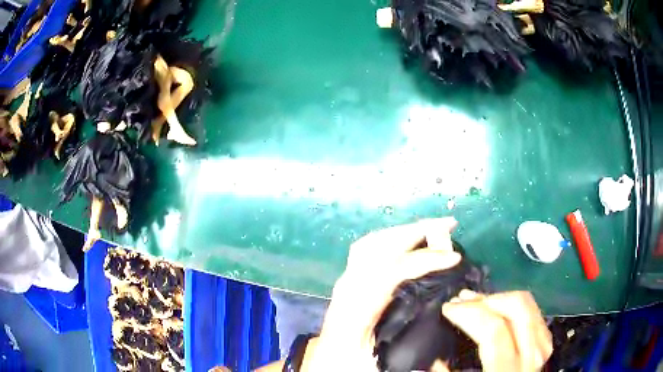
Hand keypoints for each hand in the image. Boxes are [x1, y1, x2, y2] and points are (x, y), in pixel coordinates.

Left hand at [303, 218, 462, 371]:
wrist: (324, 362)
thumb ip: (409, 362)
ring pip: (372, 243)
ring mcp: (346, 280)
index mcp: (355, 309)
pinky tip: (406, 240)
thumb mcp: (377, 365)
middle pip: (379, 246)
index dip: (424, 260)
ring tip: (431, 227)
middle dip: (415, 231)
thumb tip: (445, 358)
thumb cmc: (348, 363)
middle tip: (448, 224)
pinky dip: (390, 238)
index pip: (391, 271)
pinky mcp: (349, 280)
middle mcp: (348, 287)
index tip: (454, 259)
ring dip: (403, 231)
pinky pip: (368, 249)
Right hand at [442, 290, 552, 371]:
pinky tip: (499, 310)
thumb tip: (436, 360)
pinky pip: (534, 313)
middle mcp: (531, 355)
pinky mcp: (544, 343)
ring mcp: (541, 346)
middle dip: (486, 299)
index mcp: (507, 370)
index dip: (470, 313)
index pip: (494, 329)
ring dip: (500, 298)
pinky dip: (514, 306)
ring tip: (477, 301)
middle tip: (462, 300)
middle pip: (517, 308)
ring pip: (528, 306)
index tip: (448, 308)